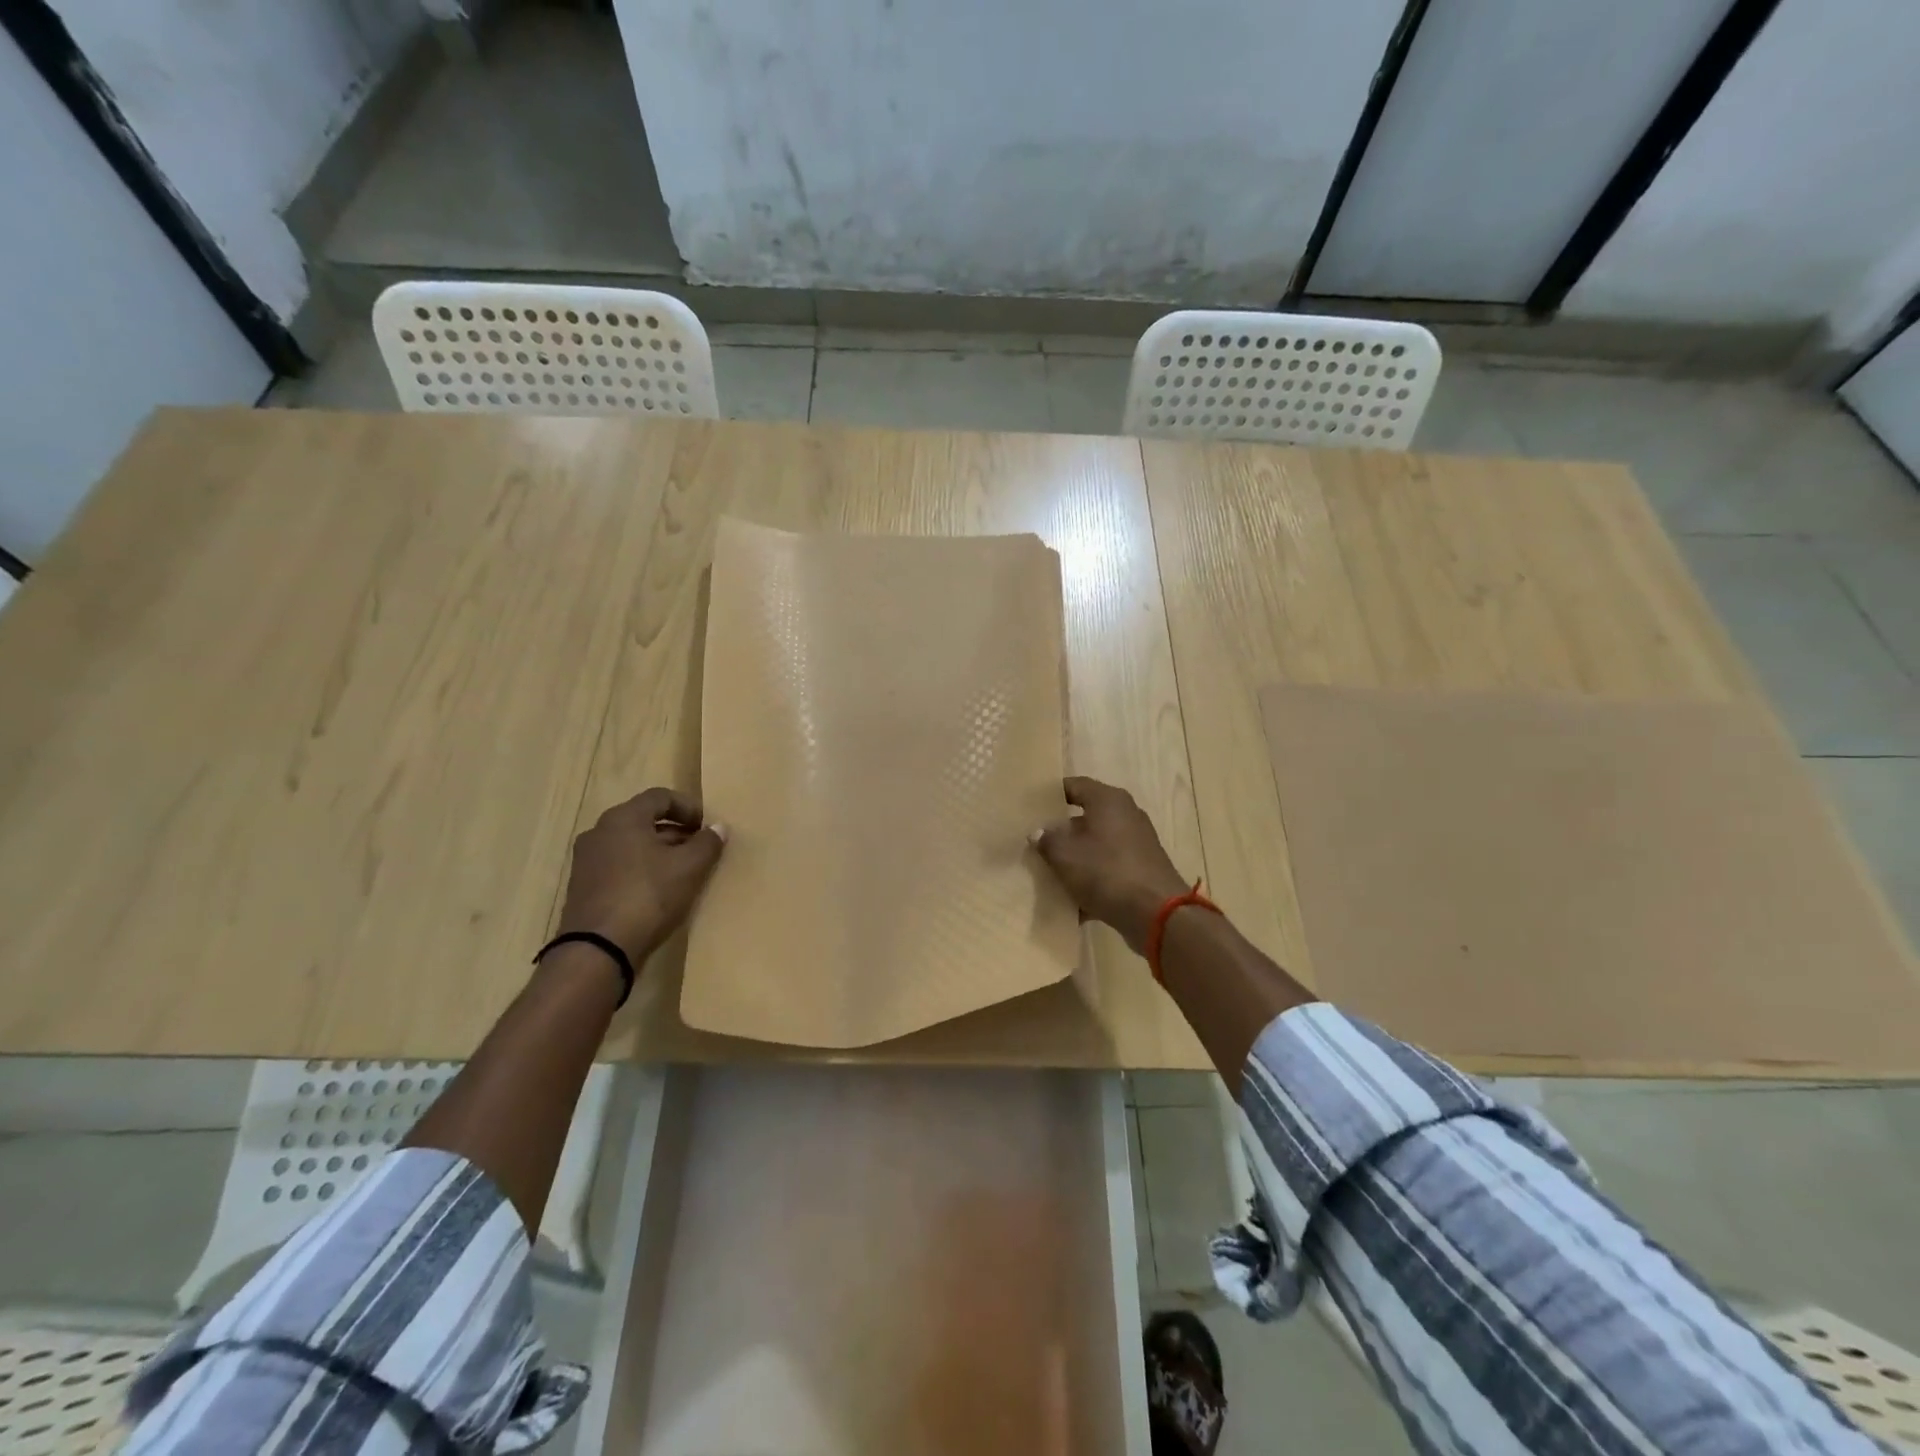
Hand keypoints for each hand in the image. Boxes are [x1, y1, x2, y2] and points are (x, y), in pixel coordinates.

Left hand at [555, 788, 726, 964]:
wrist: (598, 950)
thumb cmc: (648, 896)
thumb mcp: (689, 868)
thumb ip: (708, 843)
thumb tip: (719, 827)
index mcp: (623, 818)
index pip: (660, 796)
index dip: (689, 807)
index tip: (707, 827)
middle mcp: (599, 831)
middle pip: (644, 820)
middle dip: (676, 832)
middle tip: (700, 849)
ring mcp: (587, 860)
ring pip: (631, 844)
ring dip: (659, 852)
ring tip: (683, 872)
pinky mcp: (583, 887)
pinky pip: (619, 866)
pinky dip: (641, 870)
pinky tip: (659, 891)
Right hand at [1031, 776, 1188, 953]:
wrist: (1156, 914)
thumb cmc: (1106, 871)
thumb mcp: (1064, 854)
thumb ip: (1047, 840)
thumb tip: (1038, 833)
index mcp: (1108, 800)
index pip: (1075, 785)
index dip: (1051, 794)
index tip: (1031, 807)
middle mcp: (1126, 814)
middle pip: (1085, 817)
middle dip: (1061, 831)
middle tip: (1035, 843)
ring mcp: (1137, 843)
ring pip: (1096, 845)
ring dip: (1075, 858)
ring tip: (1049, 873)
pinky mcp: (1142, 869)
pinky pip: (1109, 868)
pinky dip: (1092, 879)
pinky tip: (1072, 901)